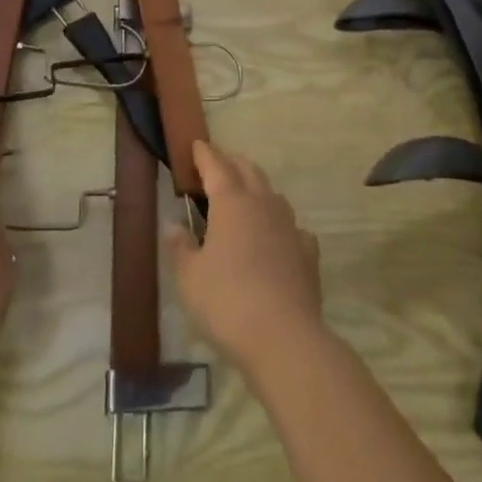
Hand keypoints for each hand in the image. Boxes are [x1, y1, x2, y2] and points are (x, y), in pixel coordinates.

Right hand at [167, 141, 322, 369]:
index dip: (205, 154)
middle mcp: (262, 204)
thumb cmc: (226, 301)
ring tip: (244, 198)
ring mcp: (289, 226)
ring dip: (257, 188)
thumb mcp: (189, 278)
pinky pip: (293, 227)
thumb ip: (180, 247)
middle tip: (217, 166)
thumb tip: (173, 226)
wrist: (284, 337)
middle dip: (231, 163)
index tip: (196, 145)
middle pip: (248, 170)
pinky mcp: (307, 252)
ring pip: (272, 194)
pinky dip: (281, 225)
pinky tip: (277, 238)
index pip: (216, 166)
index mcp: (231, 202)